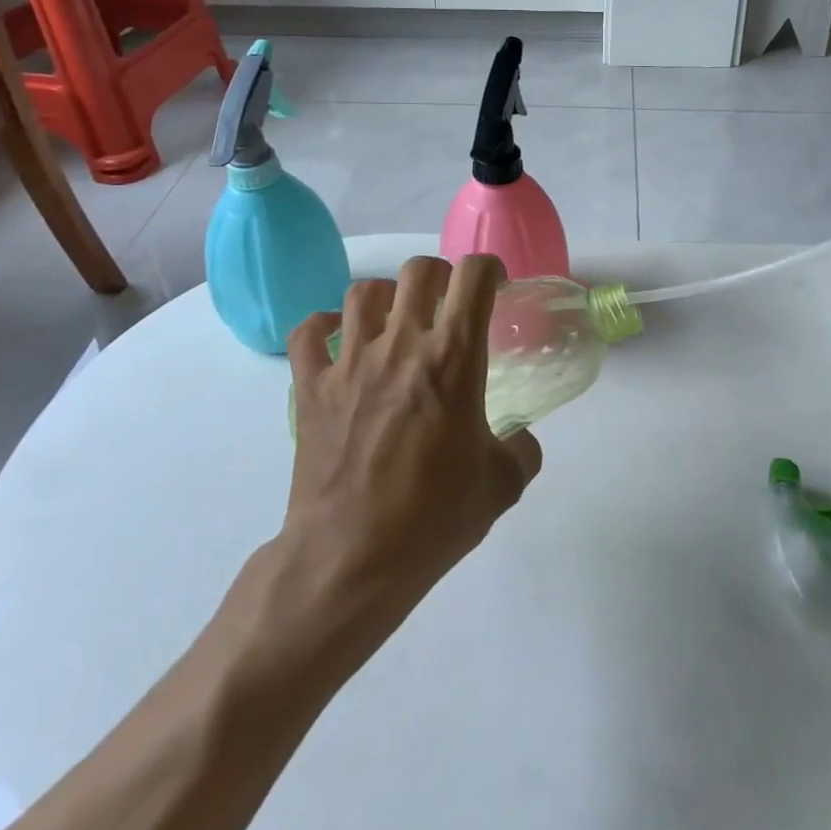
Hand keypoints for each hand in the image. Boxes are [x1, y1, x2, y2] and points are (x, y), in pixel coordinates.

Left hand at [281, 255, 541, 615]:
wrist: (351, 560)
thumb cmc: (432, 520)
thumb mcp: (501, 487)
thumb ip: (522, 450)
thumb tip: (522, 439)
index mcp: (453, 358)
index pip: (473, 276)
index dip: (489, 269)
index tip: (494, 288)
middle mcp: (401, 344)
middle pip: (419, 271)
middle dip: (441, 277)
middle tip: (447, 306)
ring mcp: (349, 362)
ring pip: (363, 292)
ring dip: (386, 298)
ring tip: (395, 322)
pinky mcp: (310, 386)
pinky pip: (308, 332)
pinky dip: (322, 326)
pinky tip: (338, 341)